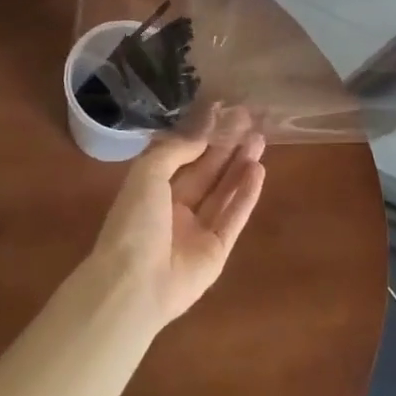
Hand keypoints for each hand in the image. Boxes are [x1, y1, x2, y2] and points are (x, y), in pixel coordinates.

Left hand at [88, 108, 266, 331]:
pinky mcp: (217, 251)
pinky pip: (233, 217)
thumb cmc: (134, 222)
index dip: (202, 135)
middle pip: (207, 172)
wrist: (134, 284)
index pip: (182, 156)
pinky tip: (259, 170)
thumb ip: (175, 151)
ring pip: (223, 192)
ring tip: (260, 140)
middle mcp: (175, 208)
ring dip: (241, 166)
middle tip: (250, 122)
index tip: (223, 111)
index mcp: (152, 190)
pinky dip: (246, 195)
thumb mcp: (147, 173)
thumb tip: (201, 136)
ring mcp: (197, 231)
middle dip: (227, 147)